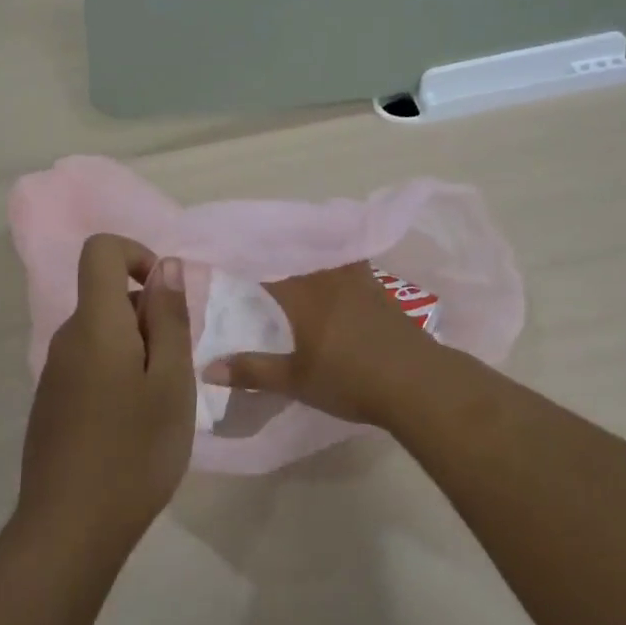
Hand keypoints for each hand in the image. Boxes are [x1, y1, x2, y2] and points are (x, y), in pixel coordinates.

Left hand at [19, 234, 194, 554]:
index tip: (165, 298)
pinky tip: (131, 426)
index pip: (101, 251)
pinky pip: (89, 365)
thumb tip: (167, 266)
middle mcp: (66, 339)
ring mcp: (54, 373)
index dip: (137, 255)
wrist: (71, 527)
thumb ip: (169, 318)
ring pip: (102, 335)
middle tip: (176, 370)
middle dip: (148, 317)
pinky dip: (118, 375)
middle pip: (106, 297)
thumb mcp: (172, 381)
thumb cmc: (135, 450)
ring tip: (158, 404)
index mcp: (95, 324)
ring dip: (137, 351)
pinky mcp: (51, 404)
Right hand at [201, 262, 442, 425]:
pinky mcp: (379, 290)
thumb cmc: (351, 380)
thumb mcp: (296, 381)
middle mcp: (329, 278)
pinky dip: (333, 257)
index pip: (267, 266)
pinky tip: (332, 267)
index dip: (244, 256)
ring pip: (326, 252)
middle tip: (253, 242)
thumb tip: (207, 368)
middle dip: (274, 245)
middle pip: (298, 250)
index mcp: (304, 295)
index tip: (224, 250)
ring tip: (291, 245)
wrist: (418, 382)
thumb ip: (252, 371)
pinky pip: (348, 261)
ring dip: (307, 245)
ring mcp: (359, 281)